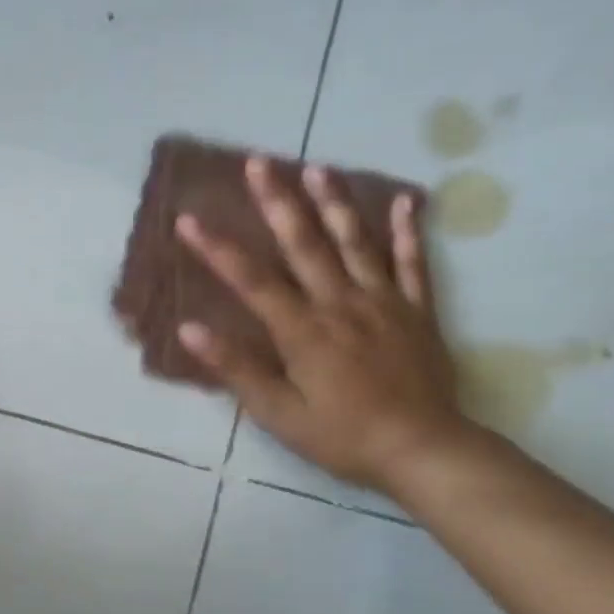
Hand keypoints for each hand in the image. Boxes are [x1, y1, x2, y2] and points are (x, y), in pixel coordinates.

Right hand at [176, 157, 463, 490]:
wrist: (424, 450)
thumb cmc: (341, 436)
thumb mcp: (278, 412)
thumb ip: (236, 367)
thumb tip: (190, 328)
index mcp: (302, 330)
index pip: (251, 280)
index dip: (217, 248)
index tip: (188, 218)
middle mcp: (340, 303)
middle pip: (304, 244)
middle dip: (276, 201)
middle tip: (258, 162)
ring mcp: (383, 302)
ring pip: (355, 242)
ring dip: (334, 203)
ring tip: (316, 167)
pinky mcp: (418, 311)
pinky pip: (413, 263)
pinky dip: (408, 231)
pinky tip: (406, 201)